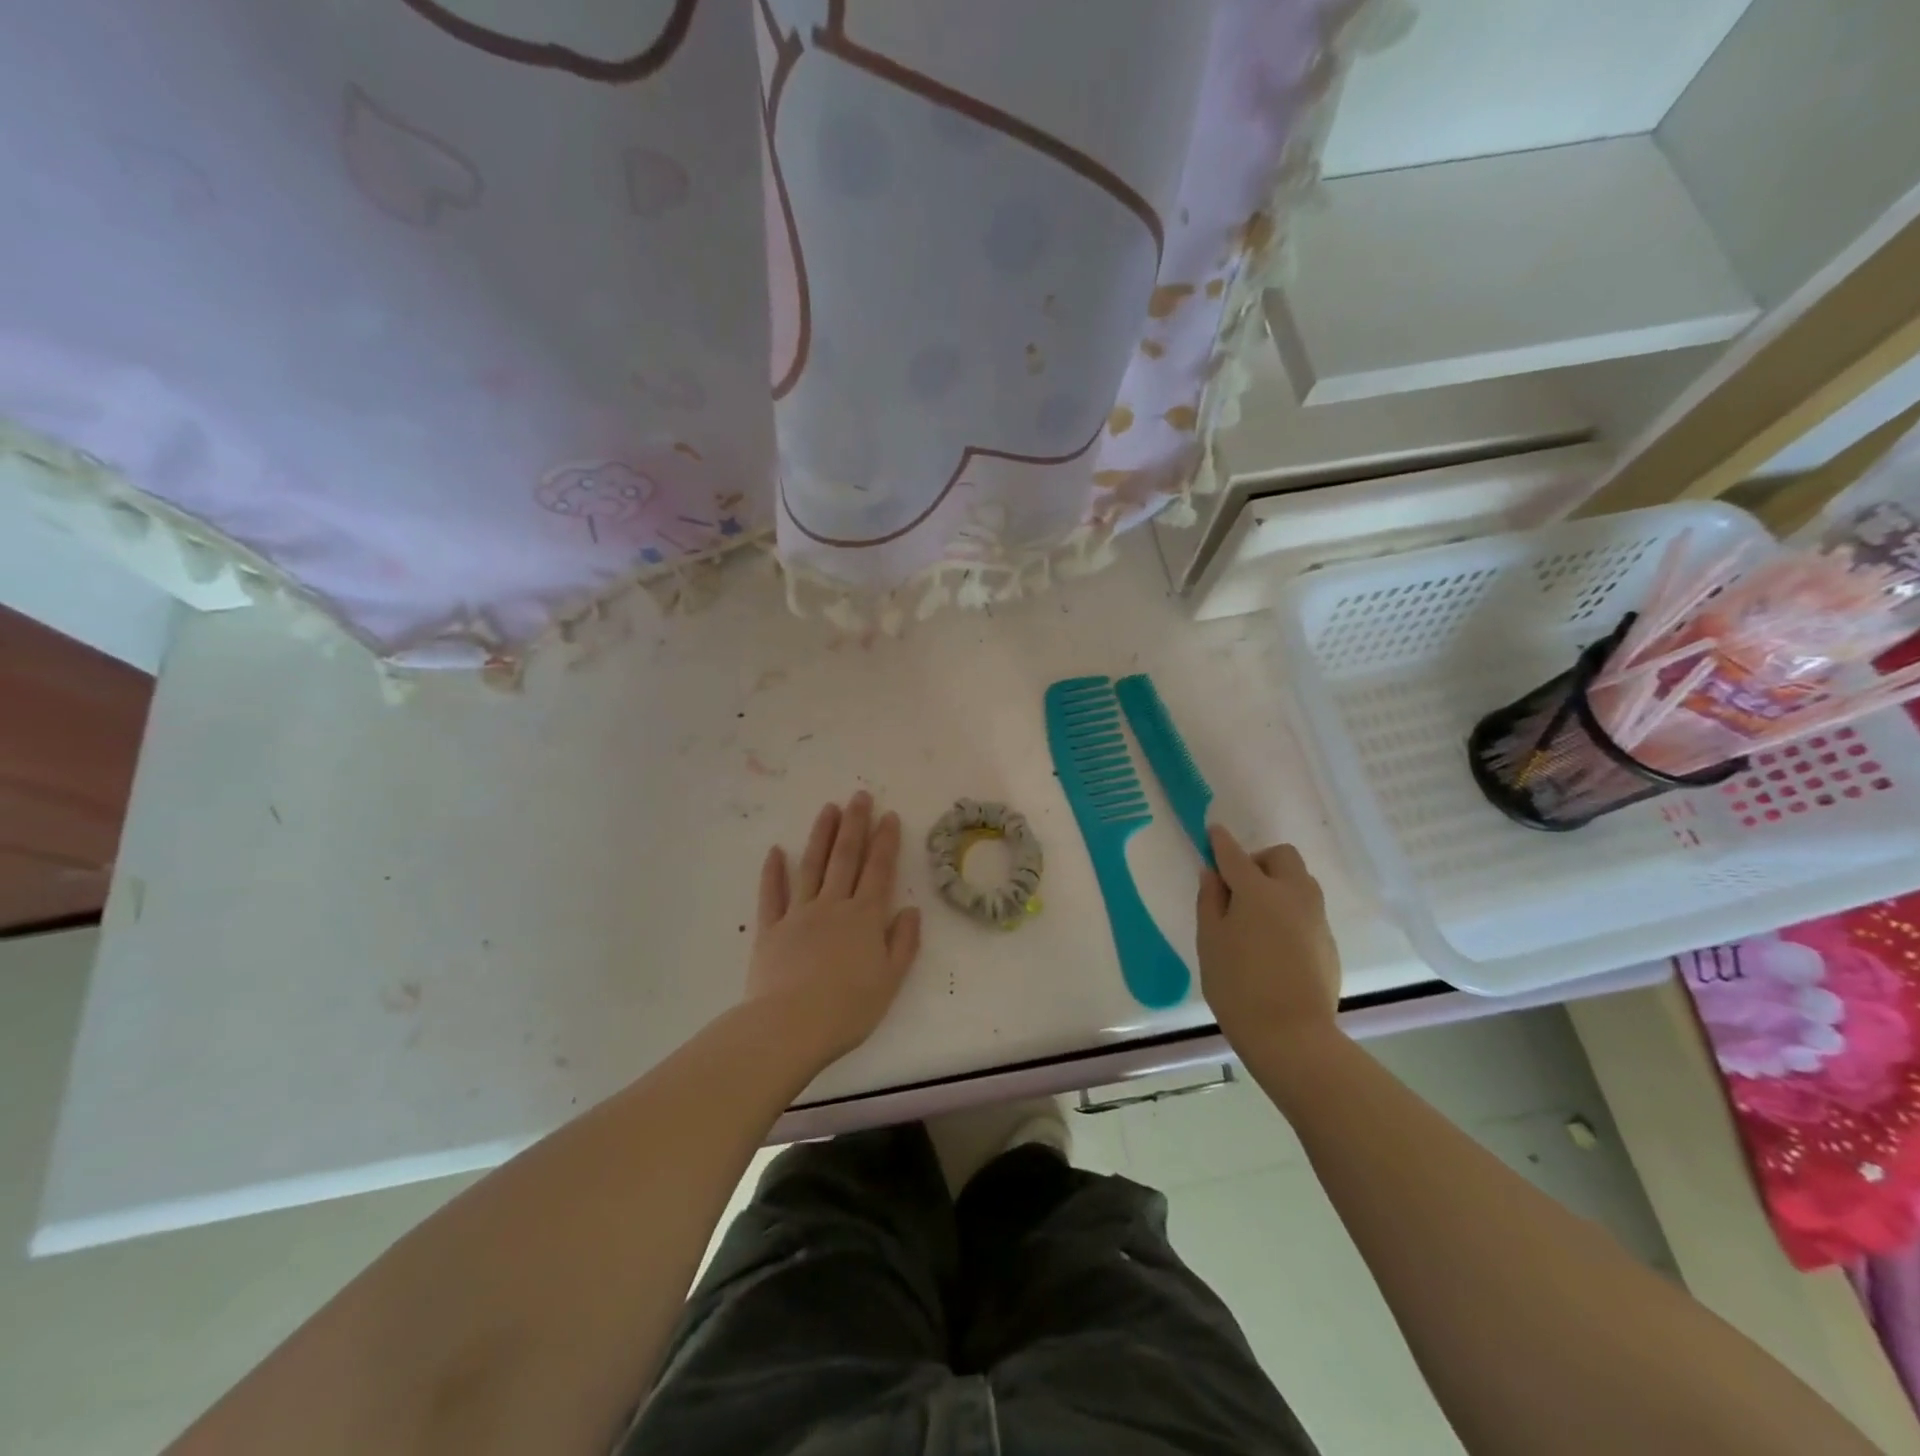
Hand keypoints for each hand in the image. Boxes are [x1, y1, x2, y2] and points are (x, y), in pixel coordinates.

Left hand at [743, 791, 922, 1067]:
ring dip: (821, 835)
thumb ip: (904, 943)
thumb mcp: (890, 980)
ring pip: (811, 866)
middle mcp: (833, 906)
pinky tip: (775, 851)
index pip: (879, 870)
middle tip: (859, 795)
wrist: (790, 1027)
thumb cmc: (848, 1008)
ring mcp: (798, 914)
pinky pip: (771, 895)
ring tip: (828, 809)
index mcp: (865, 917)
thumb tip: (911, 910)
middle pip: (845, 857)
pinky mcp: (770, 929)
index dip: (885, 841)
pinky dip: (773, 872)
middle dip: (855, 824)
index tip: (888, 815)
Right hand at [1196, 825, 1341, 1053]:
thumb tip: (1212, 874)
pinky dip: (1290, 910)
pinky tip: (1274, 941)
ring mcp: (1316, 918)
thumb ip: (1210, 901)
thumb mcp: (1210, 941)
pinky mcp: (1328, 942)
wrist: (1291, 1035)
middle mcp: (1293, 895)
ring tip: (1257, 913)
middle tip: (1239, 885)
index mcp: (1258, 891)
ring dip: (1279, 882)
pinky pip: (1308, 910)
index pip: (1235, 855)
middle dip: (1260, 860)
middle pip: (1282, 857)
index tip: (1213, 831)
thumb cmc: (1237, 985)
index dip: (1221, 841)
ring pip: (1301, 881)